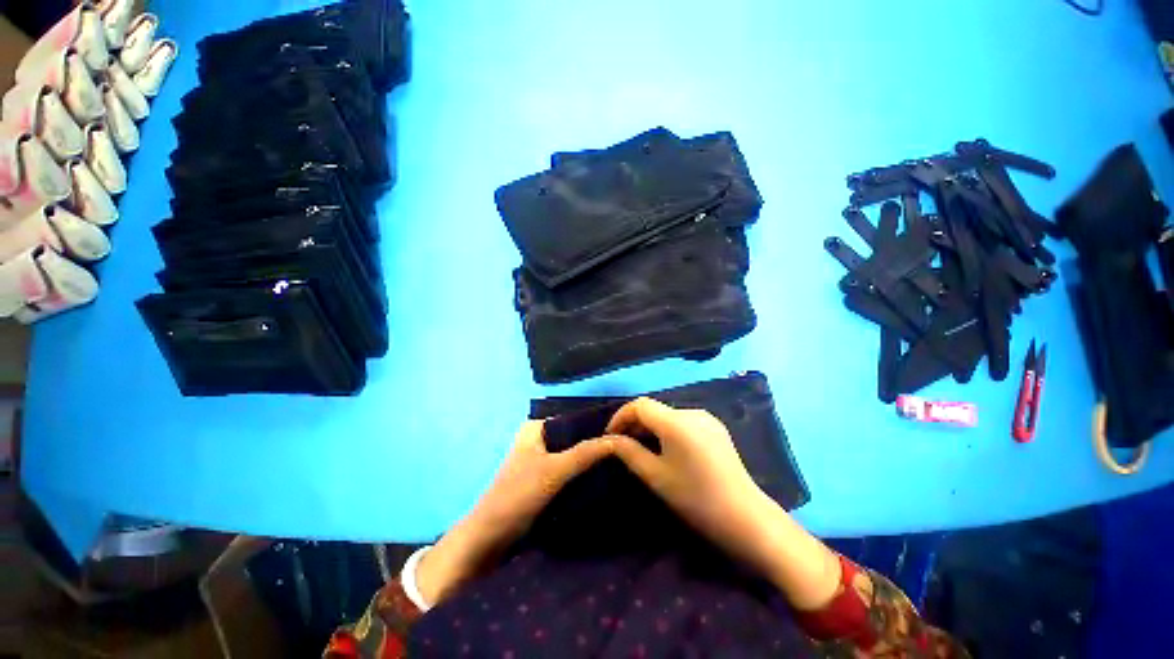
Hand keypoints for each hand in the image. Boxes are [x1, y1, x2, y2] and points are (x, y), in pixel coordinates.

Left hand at [416, 421, 613, 604]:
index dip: (596, 424)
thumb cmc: (517, 495)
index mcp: (536, 427)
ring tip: (620, 462)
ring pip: (572, 454)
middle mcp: (539, 439)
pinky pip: (568, 470)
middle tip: (625, 449)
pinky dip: (582, 473)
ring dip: (590, 460)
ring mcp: (541, 460)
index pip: (573, 418)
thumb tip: (618, 439)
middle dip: (596, 443)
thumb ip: (585, 453)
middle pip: (574, 436)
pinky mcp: (544, 480)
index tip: (622, 432)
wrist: (489, 539)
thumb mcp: (554, 470)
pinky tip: (604, 478)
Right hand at [608, 398, 841, 609]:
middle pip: (655, 409)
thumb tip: (612, 440)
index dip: (621, 416)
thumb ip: (629, 452)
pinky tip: (667, 449)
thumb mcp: (655, 476)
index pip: (640, 405)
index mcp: (676, 421)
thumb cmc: (696, 498)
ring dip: (651, 427)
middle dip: (635, 423)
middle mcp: (692, 412)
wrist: (746, 517)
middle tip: (622, 444)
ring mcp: (707, 418)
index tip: (611, 435)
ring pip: (668, 415)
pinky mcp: (715, 427)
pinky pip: (683, 421)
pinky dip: (668, 429)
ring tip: (642, 447)